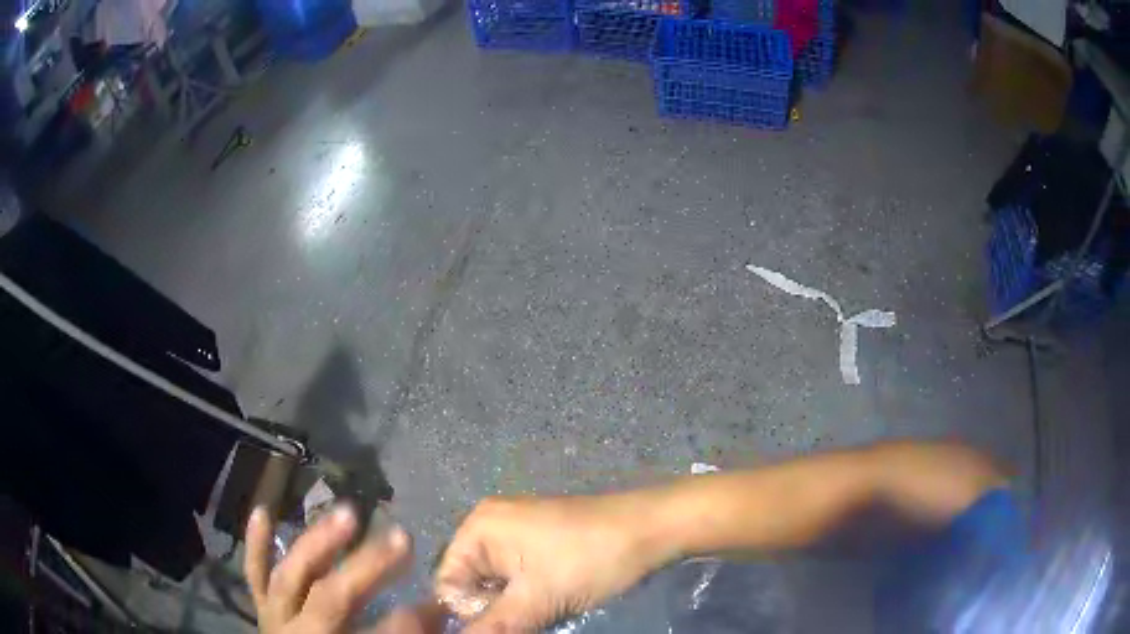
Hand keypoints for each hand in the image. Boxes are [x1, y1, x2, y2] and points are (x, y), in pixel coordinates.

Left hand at [244, 504, 444, 633]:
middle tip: (402, 537)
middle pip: (330, 596)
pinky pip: (256, 573)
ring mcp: (275, 614)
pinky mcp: (263, 604)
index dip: (405, 619)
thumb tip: (437, 611)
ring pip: (291, 575)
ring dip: (319, 543)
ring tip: (348, 512)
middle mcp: (297, 631)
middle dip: (366, 567)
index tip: (437, 599)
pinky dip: (257, 544)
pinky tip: (262, 512)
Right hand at [435, 495, 661, 631]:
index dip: (467, 614)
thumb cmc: (589, 560)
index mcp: (479, 528)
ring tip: (542, 612)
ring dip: (514, 607)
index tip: (502, 628)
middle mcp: (492, 525)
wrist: (651, 530)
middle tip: (527, 621)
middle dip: (493, 611)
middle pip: (471, 584)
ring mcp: (519, 532)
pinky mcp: (542, 541)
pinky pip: (519, 577)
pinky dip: (529, 596)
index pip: (447, 583)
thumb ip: (492, 628)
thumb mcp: (537, 600)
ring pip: (498, 584)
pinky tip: (552, 602)